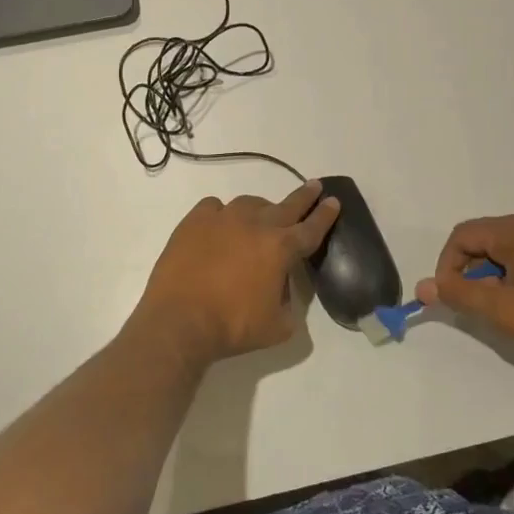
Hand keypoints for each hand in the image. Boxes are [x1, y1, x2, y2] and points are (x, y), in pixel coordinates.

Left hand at [135, 181, 340, 364]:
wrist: (180, 320)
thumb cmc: (233, 326)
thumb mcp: (278, 326)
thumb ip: (287, 302)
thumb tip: (279, 287)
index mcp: (281, 248)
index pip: (311, 228)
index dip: (325, 215)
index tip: (333, 201)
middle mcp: (255, 225)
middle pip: (287, 206)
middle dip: (304, 197)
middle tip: (314, 187)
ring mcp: (223, 218)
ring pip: (250, 203)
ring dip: (261, 209)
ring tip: (260, 219)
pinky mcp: (195, 220)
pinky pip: (215, 207)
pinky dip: (222, 214)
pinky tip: (220, 225)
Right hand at [414, 208, 513, 378]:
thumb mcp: (506, 311)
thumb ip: (460, 295)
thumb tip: (423, 287)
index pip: (464, 235)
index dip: (448, 266)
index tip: (450, 298)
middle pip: (487, 239)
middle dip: (474, 272)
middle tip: (481, 308)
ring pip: (510, 248)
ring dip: (497, 275)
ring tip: (508, 311)